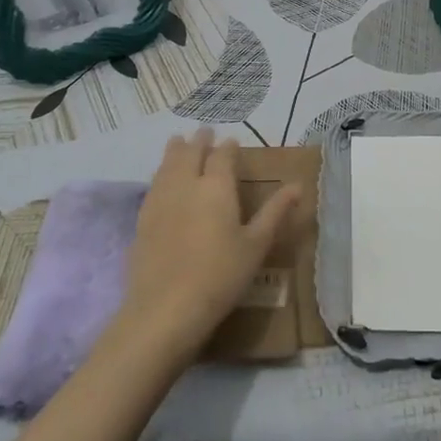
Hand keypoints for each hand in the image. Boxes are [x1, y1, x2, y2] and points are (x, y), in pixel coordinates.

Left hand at [112, 128, 298, 364]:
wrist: (165, 309)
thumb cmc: (220, 276)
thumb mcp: (256, 245)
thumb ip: (275, 212)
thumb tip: (298, 186)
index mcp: (216, 186)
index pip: (222, 155)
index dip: (228, 147)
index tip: (232, 141)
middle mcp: (186, 183)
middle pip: (190, 152)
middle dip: (199, 140)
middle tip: (203, 132)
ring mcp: (160, 199)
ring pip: (167, 164)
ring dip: (175, 150)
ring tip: (178, 142)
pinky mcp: (142, 218)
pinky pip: (153, 184)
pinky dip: (160, 172)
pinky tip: (161, 179)